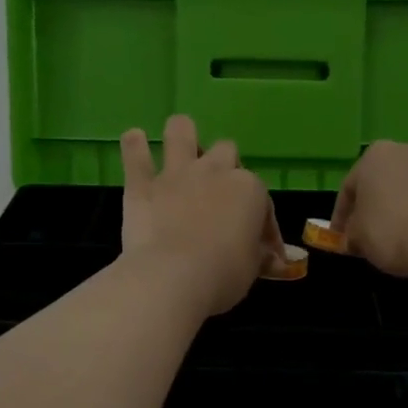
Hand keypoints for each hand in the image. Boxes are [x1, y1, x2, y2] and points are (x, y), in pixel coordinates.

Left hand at [119, 116, 286, 315]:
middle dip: (225, 167)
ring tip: (181, 147)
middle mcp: (215, 171)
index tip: (262, 248)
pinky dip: (134, 146)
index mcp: (249, 190)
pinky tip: (134, 140)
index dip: (264, 225)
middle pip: (226, 151)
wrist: (173, 277)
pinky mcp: (142, 184)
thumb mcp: (253, 268)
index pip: (263, 202)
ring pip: (181, 130)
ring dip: (182, 135)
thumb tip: (273, 259)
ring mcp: (177, 173)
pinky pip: (135, 154)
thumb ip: (260, 255)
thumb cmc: (223, 274)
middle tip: (219, 193)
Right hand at [329, 142, 407, 281]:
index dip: (342, 216)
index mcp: (378, 156)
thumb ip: (352, 232)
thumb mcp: (358, 239)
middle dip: (382, 205)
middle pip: (390, 181)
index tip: (342, 238)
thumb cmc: (395, 234)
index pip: (350, 187)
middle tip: (377, 234)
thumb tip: (355, 235)